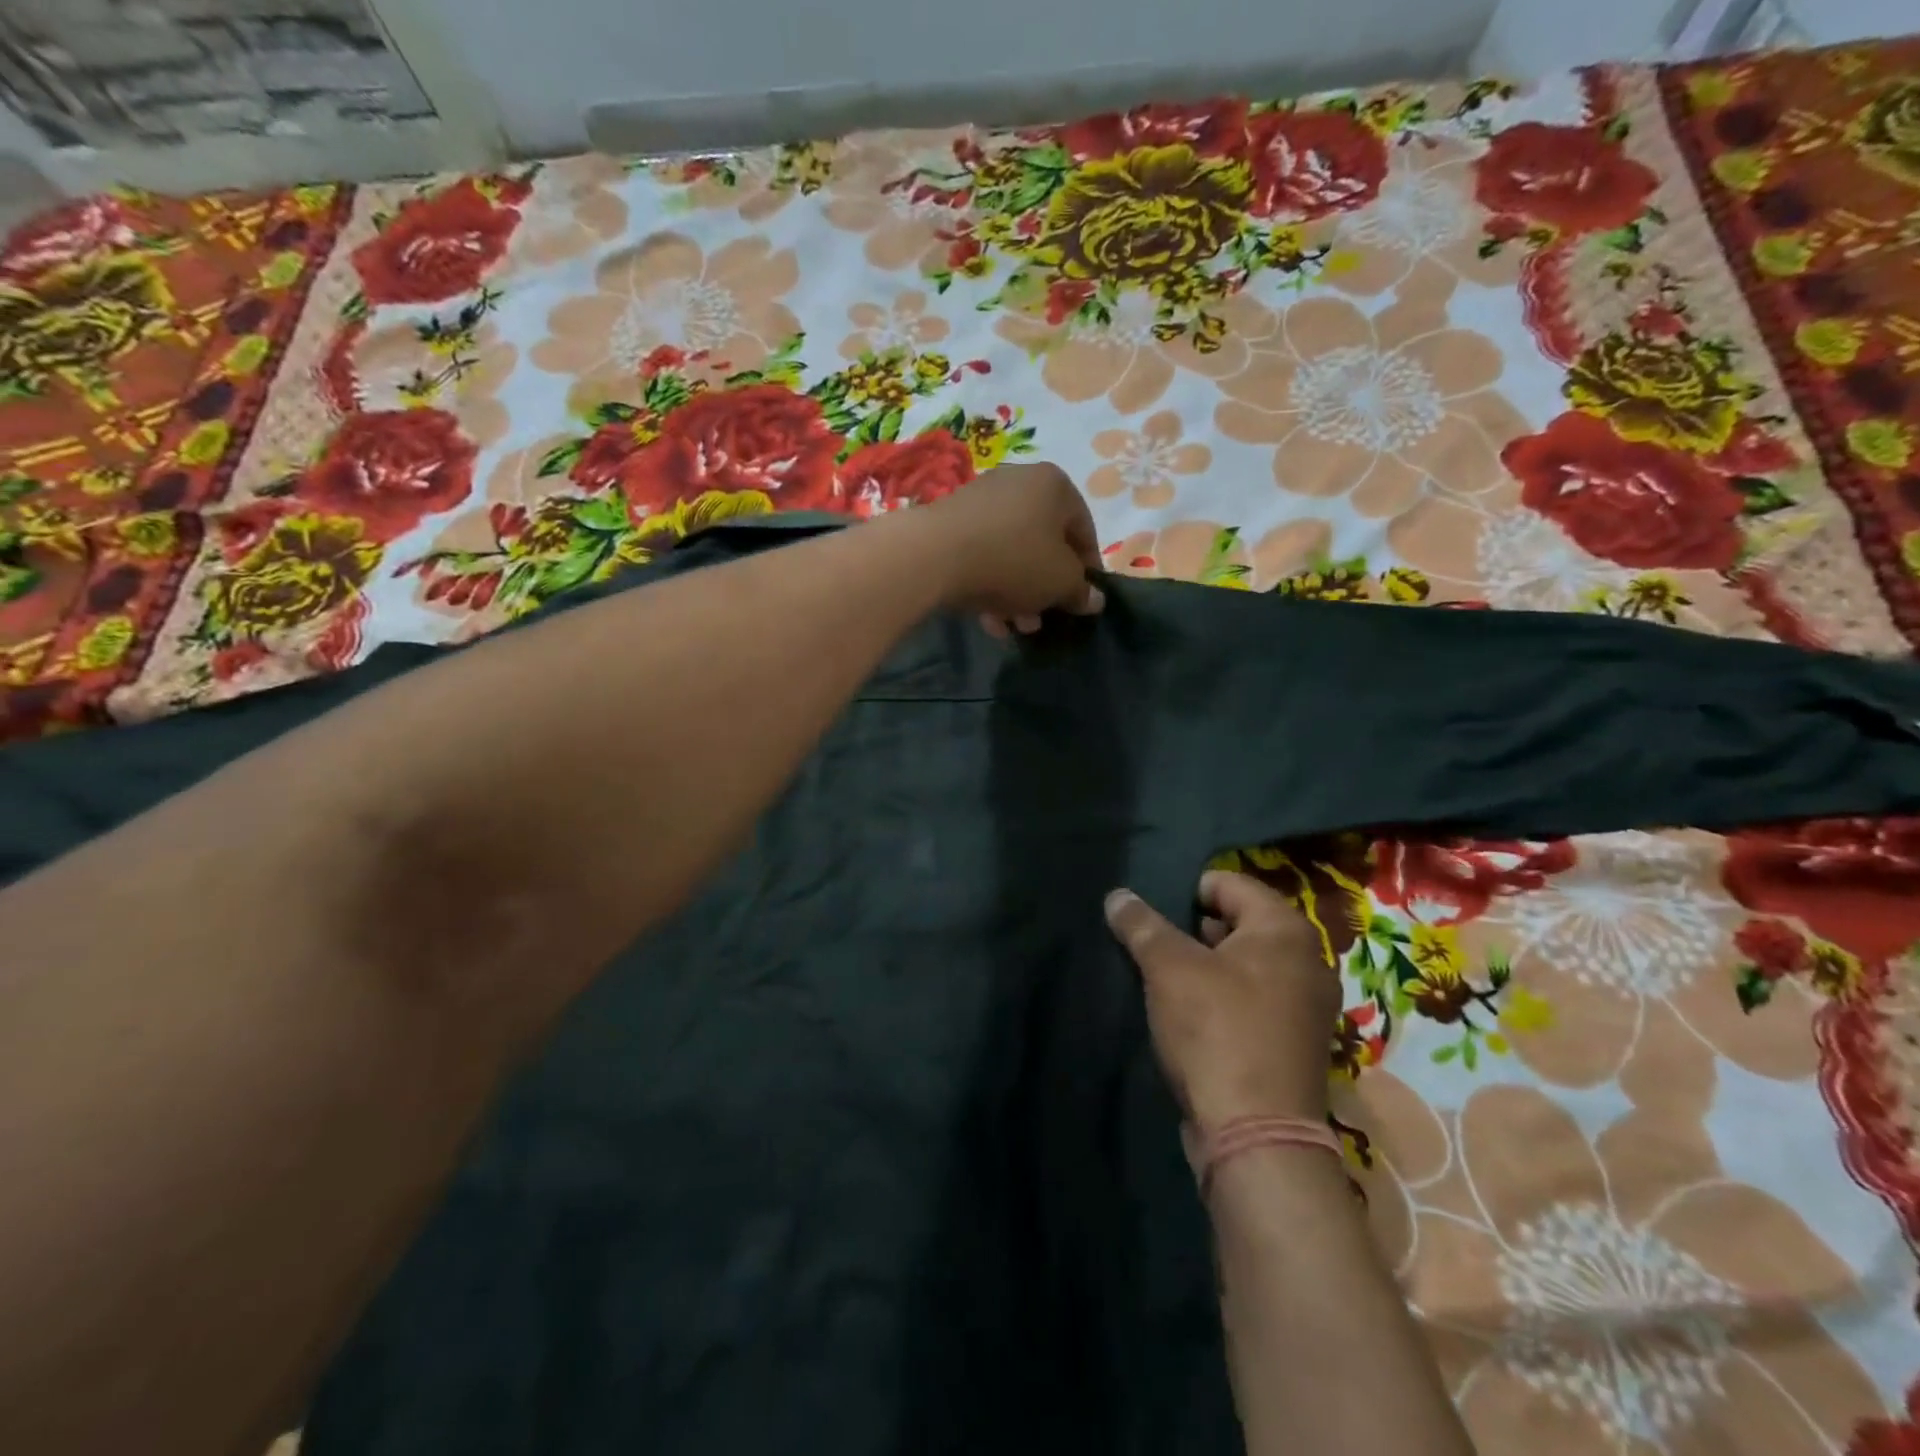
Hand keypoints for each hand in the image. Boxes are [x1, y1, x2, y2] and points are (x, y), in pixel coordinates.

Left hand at [908, 462, 1104, 634]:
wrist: (935, 555)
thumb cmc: (1014, 560)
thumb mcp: (1060, 582)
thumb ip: (1081, 591)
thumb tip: (1093, 600)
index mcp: (1055, 485)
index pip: (1084, 530)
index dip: (1088, 571)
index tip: (1082, 602)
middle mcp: (1018, 481)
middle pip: (1044, 543)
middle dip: (1045, 588)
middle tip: (1042, 620)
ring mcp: (980, 499)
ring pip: (1011, 553)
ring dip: (1018, 593)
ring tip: (1014, 626)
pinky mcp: (950, 521)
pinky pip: (981, 555)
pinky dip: (989, 585)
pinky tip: (988, 620)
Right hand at [1104, 872, 1339, 1128]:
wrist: (1258, 1137)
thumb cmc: (1216, 1031)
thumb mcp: (1168, 968)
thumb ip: (1141, 925)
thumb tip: (1117, 895)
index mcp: (1284, 929)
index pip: (1227, 883)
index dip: (1184, 892)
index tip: (1151, 915)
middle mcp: (1306, 960)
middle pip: (1237, 922)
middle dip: (1192, 930)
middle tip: (1152, 946)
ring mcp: (1305, 1005)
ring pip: (1242, 964)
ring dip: (1204, 966)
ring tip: (1162, 979)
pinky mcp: (1294, 1042)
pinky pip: (1252, 998)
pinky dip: (1221, 997)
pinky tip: (1189, 1014)